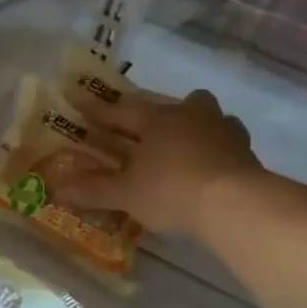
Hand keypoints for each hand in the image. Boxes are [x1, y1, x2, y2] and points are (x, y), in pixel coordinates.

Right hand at [58, 90, 262, 236]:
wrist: (235, 204)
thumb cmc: (172, 189)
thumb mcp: (126, 194)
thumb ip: (94, 190)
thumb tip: (59, 188)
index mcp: (157, 119)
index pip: (121, 111)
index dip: (99, 110)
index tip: (81, 103)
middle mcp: (191, 116)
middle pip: (175, 104)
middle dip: (160, 112)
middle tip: (148, 125)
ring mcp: (224, 132)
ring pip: (209, 118)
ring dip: (196, 126)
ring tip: (186, 145)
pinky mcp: (247, 154)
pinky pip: (226, 144)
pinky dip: (216, 151)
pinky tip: (210, 166)